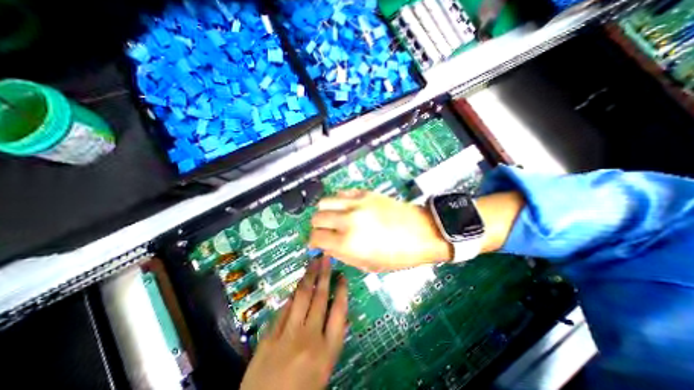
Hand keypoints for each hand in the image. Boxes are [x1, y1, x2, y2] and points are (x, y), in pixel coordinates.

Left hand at [240, 258, 346, 389]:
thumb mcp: (323, 372)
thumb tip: (338, 315)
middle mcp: (310, 337)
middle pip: (320, 298)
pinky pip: (284, 308)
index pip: (339, 311)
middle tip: (326, 258)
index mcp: (327, 351)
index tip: (342, 276)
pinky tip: (297, 284)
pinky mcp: (269, 336)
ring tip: (313, 262)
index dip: (342, 291)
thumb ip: (330, 341)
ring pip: (301, 297)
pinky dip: (292, 295)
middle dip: (324, 275)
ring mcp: (288, 335)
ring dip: (308, 277)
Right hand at [308, 190, 450, 270]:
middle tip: (325, 231)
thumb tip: (325, 246)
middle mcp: (347, 220)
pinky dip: (338, 201)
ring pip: (325, 202)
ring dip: (325, 212)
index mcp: (348, 242)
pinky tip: (346, 208)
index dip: (313, 242)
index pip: (315, 238)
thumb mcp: (368, 265)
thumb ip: (342, 255)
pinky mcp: (365, 193)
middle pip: (316, 217)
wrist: (422, 232)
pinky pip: (341, 193)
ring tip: (333, 218)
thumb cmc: (398, 255)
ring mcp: (356, 203)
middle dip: (317, 227)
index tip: (317, 244)